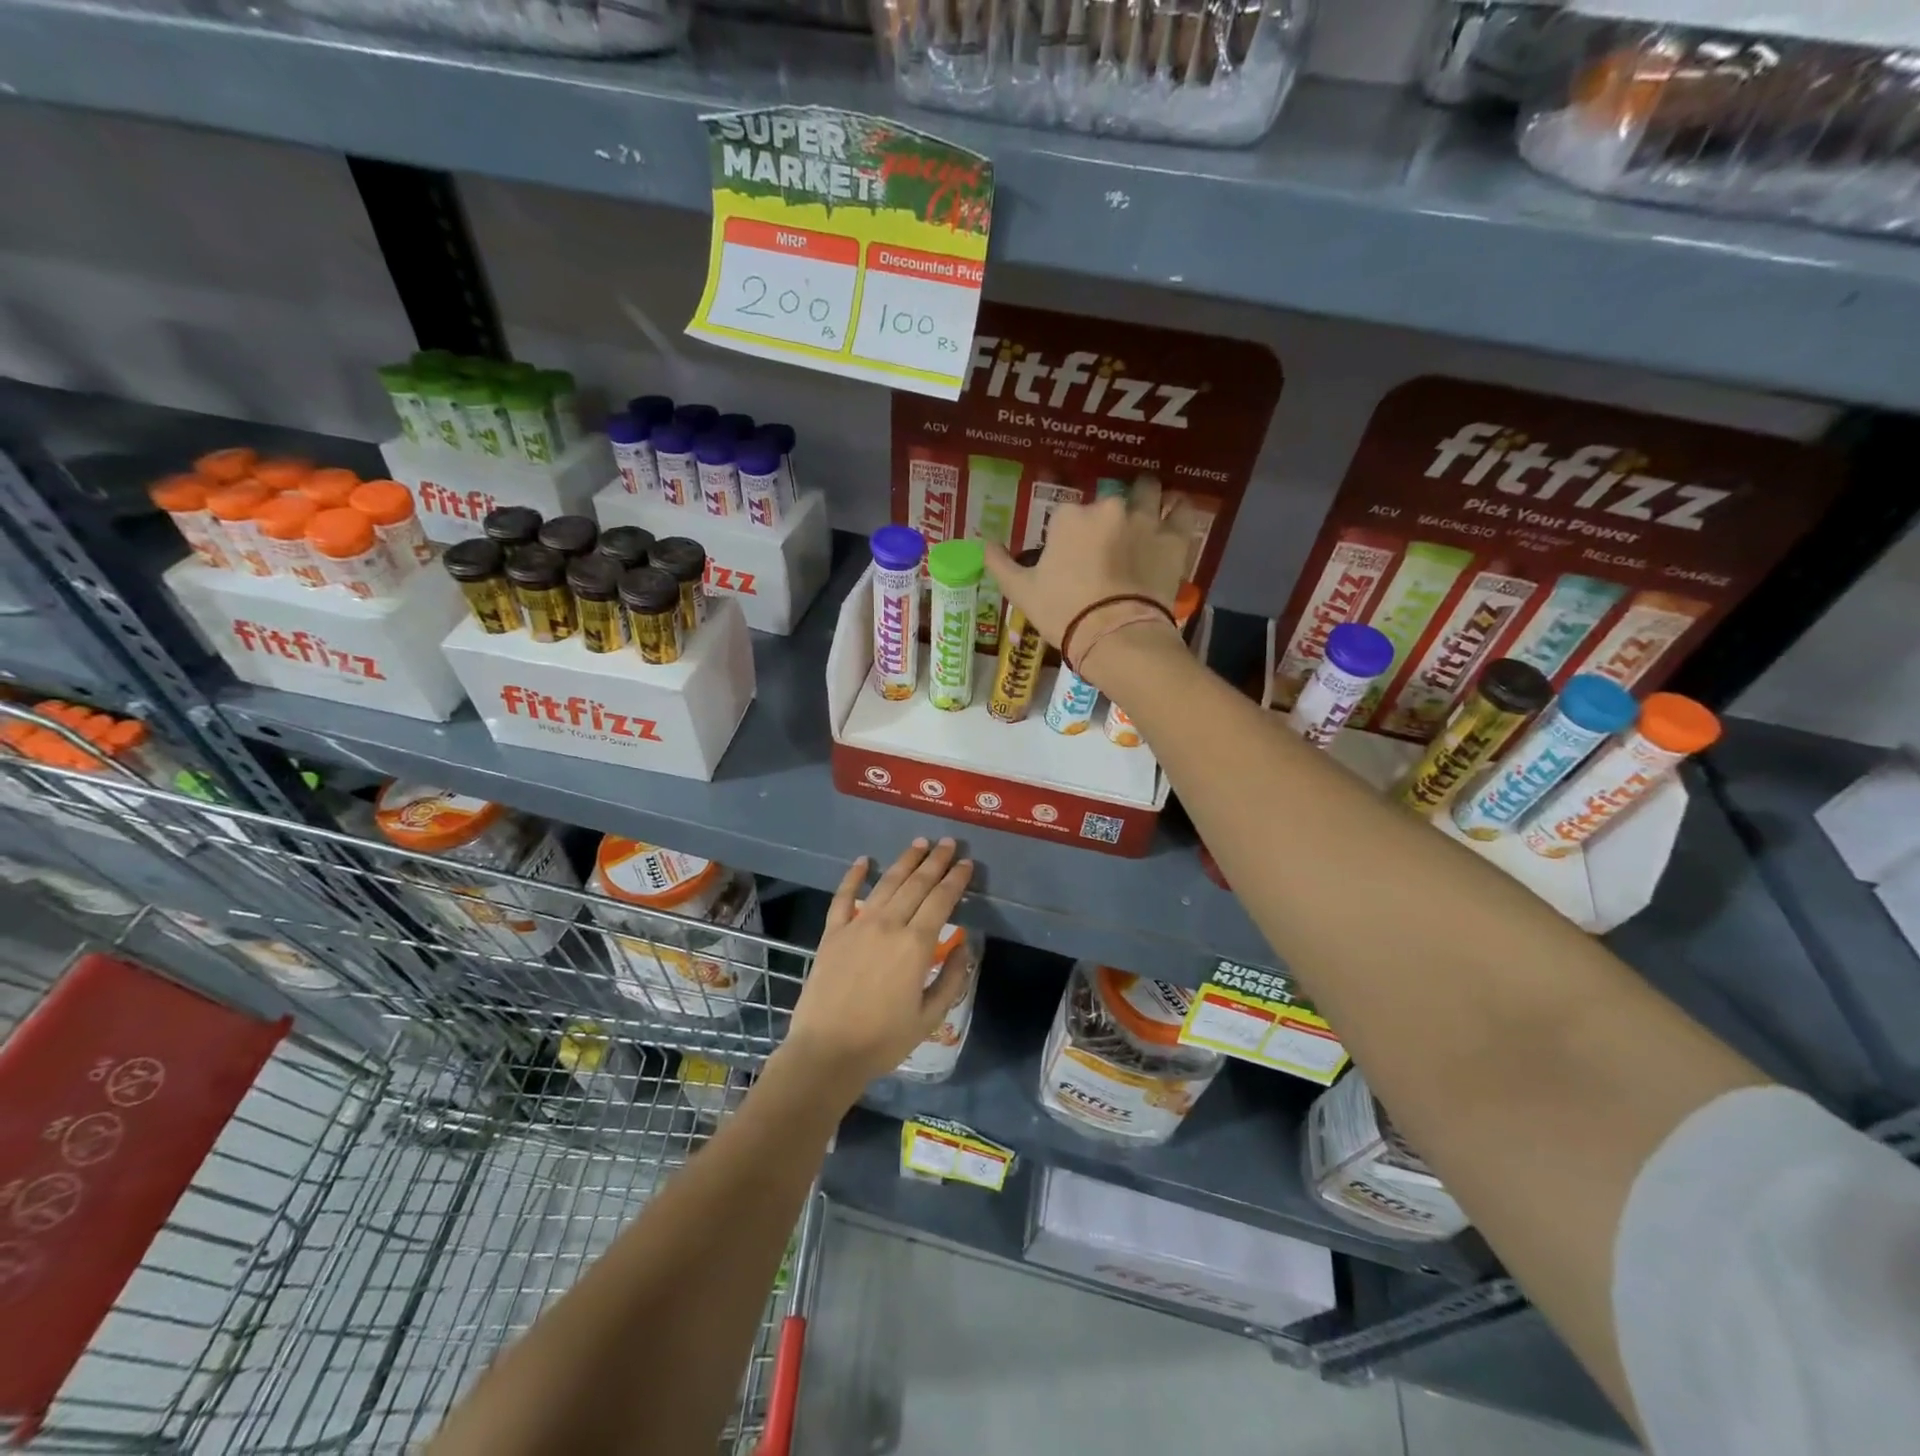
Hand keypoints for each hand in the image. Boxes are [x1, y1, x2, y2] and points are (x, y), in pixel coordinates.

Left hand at [780, 839, 973, 1098]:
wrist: (826, 1052)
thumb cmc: (883, 1040)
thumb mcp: (930, 1016)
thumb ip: (952, 978)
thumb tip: (965, 945)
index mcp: (916, 945)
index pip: (941, 900)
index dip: (956, 879)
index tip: (966, 863)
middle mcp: (888, 925)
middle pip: (916, 884)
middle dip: (935, 861)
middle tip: (947, 842)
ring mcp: (857, 926)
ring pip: (886, 883)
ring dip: (905, 861)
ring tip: (919, 843)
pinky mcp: (832, 933)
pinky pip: (843, 897)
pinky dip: (853, 876)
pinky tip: (863, 860)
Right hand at [983, 480, 1193, 688]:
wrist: (1115, 636)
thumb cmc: (1063, 613)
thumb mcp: (1021, 592)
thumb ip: (1000, 563)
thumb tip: (984, 543)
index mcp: (1069, 517)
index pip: (1066, 516)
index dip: (1068, 536)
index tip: (1070, 558)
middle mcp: (1108, 508)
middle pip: (1107, 502)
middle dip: (1107, 517)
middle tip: (1107, 545)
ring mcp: (1145, 520)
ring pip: (1149, 492)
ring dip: (1146, 497)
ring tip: (1145, 512)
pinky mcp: (1175, 538)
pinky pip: (1182, 510)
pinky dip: (1178, 510)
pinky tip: (1173, 514)